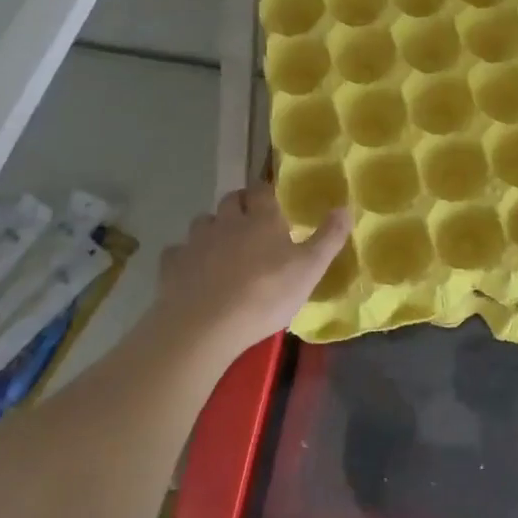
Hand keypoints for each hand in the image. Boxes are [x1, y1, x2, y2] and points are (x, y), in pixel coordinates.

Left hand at [148, 183, 350, 366]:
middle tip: (249, 221)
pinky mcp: (172, 266)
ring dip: (212, 228)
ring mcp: (196, 243)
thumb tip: (345, 207)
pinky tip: (191, 271)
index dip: (265, 191)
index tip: (271, 199)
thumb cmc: (265, 295)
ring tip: (221, 246)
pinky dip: (185, 257)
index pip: (261, 190)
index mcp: (261, 219)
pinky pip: (177, 253)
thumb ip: (329, 238)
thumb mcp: (310, 269)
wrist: (204, 326)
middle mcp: (227, 222)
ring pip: (202, 222)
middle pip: (230, 200)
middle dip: (238, 204)